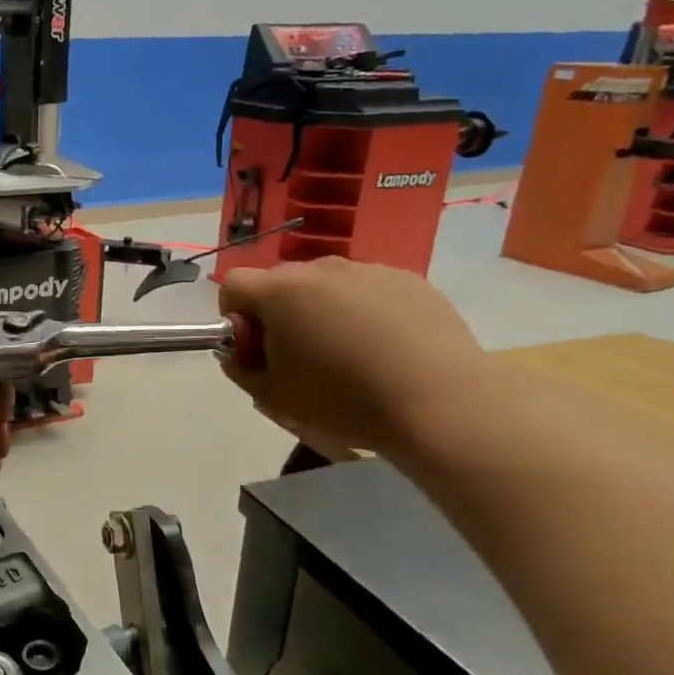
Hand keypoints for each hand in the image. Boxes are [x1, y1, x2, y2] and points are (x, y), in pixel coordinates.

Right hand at [218, 259, 488, 458]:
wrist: (439, 405)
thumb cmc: (343, 401)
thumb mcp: (271, 396)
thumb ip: (240, 367)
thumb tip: (240, 350)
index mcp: (280, 292)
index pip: (234, 285)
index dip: (234, 315)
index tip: (255, 348)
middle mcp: (321, 269)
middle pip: (281, 283)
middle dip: (279, 313)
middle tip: (300, 357)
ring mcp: (369, 271)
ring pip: (327, 286)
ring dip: (323, 311)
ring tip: (350, 355)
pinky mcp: (410, 280)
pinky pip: (369, 291)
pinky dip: (365, 313)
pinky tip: (386, 350)